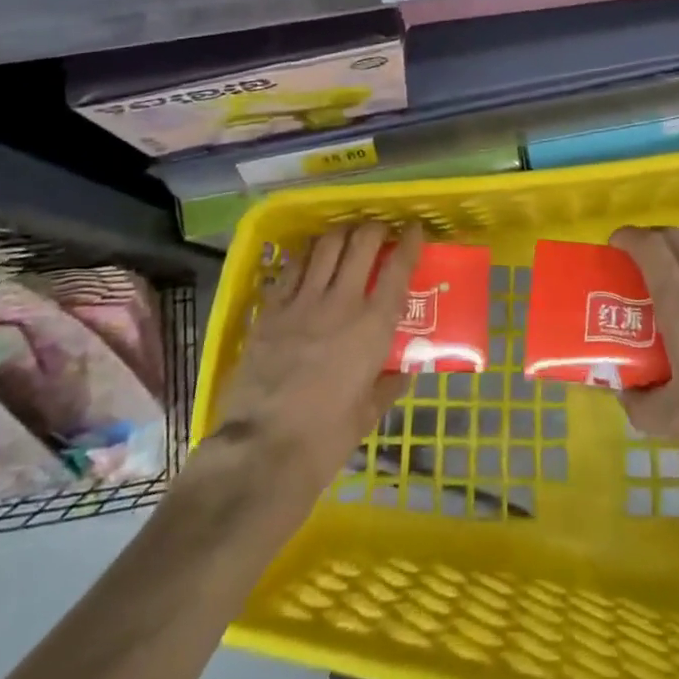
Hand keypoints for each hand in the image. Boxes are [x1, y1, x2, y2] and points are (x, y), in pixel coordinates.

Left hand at [211, 221, 422, 495]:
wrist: (263, 450)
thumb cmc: (325, 438)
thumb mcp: (369, 413)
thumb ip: (389, 383)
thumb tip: (405, 368)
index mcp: (374, 326)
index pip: (398, 268)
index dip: (410, 242)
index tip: (414, 230)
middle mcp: (342, 302)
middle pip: (362, 242)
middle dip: (374, 228)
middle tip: (379, 232)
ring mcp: (303, 302)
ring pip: (326, 245)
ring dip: (341, 234)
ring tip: (346, 236)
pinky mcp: (271, 309)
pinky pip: (292, 267)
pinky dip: (307, 255)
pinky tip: (310, 258)